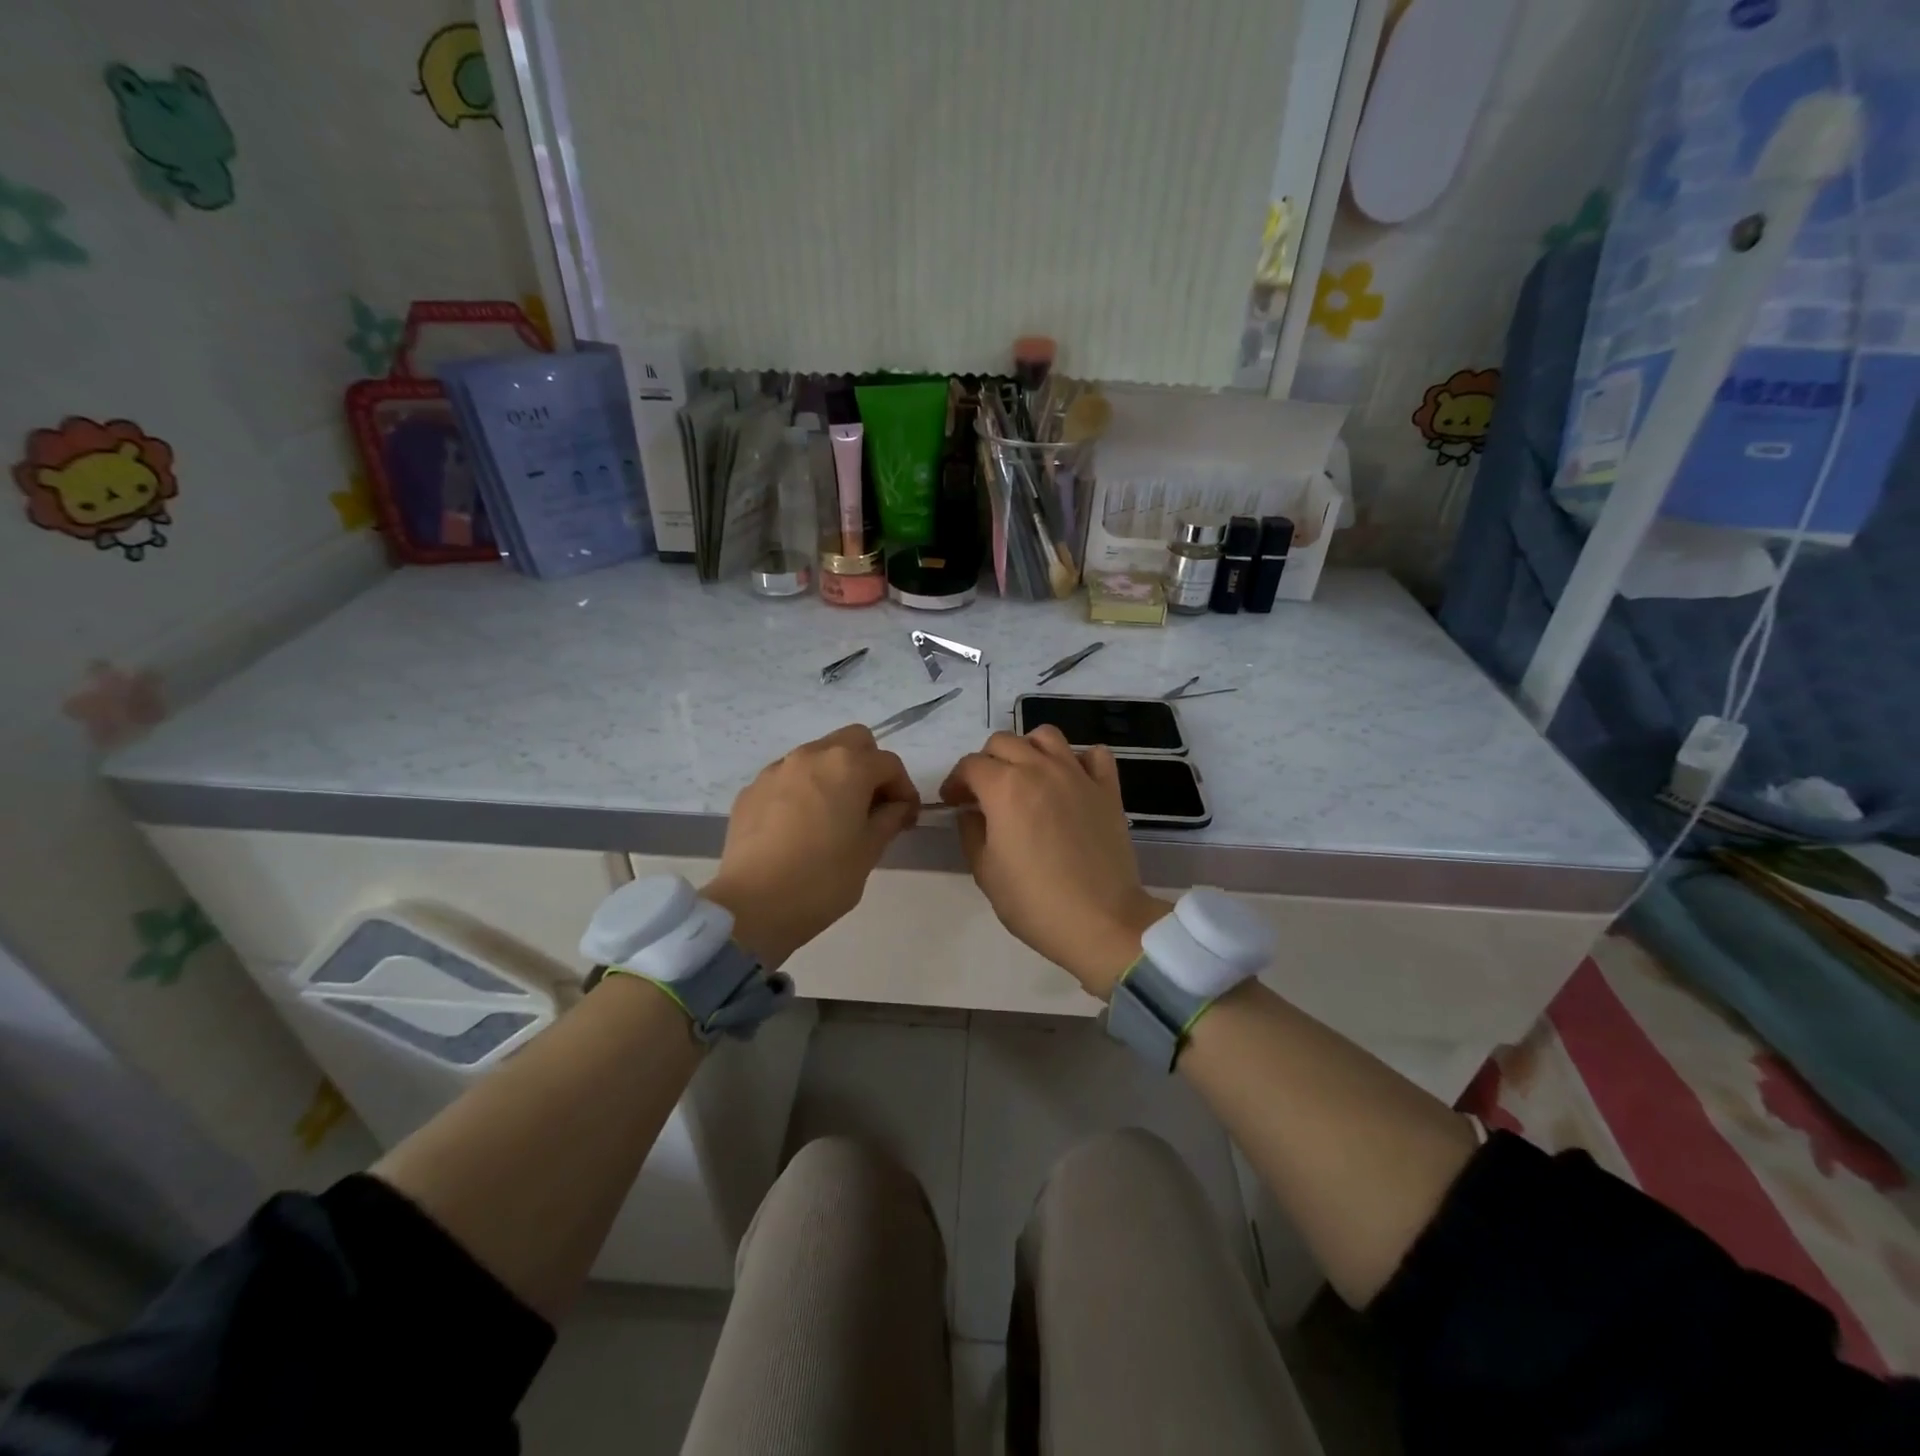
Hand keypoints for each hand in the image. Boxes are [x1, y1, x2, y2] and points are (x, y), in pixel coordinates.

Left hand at [705, 726, 919, 967]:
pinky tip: (800, 826)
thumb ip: (889, 819)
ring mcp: (777, 769)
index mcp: (848, 766)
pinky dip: (803, 790)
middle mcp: (812, 756)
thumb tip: (897, 806)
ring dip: (834, 774)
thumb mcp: (868, 851)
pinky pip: (788, 777)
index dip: (904, 789)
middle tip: (872, 804)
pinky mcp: (751, 790)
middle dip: (869, 765)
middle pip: (853, 741)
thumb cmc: (822, 879)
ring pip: (817, 755)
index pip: (889, 764)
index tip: (906, 818)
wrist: (752, 905)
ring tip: (835, 815)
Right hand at [940, 728, 1167, 997]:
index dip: (955, 782)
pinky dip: (1079, 759)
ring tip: (1025, 777)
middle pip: (1004, 742)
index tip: (953, 803)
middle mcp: (1040, 769)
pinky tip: (1070, 780)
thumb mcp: (985, 871)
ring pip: (1046, 736)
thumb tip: (972, 812)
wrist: (1100, 920)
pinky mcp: (1107, 789)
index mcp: (1004, 787)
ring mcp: (1077, 775)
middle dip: (986, 762)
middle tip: (984, 792)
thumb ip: (971, 831)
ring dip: (1028, 749)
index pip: (970, 765)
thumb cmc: (1034, 901)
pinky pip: (1094, 755)